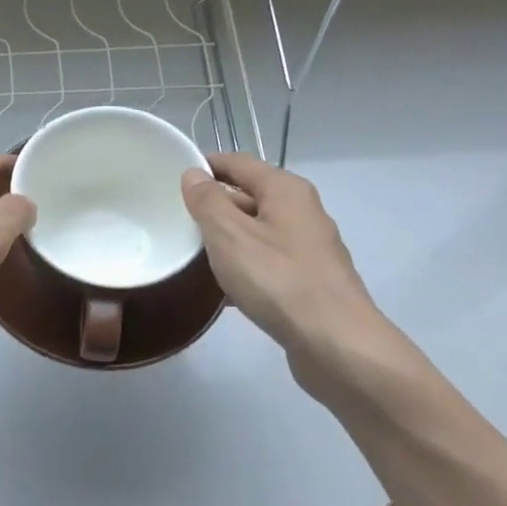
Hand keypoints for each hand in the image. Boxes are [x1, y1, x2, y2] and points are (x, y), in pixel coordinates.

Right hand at [181, 153, 381, 368]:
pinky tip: (221, 290)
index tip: (172, 177)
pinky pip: (266, 263)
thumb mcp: (230, 235)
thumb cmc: (278, 280)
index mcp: (286, 191)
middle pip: (250, 197)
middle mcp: (302, 212)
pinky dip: (243, 268)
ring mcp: (308, 249)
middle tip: (174, 220)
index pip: (239, 163)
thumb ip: (208, 202)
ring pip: (257, 233)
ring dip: (226, 240)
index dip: (206, 166)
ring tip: (189, 254)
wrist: (335, 342)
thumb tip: (193, 175)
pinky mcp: (308, 281)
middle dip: (213, 206)